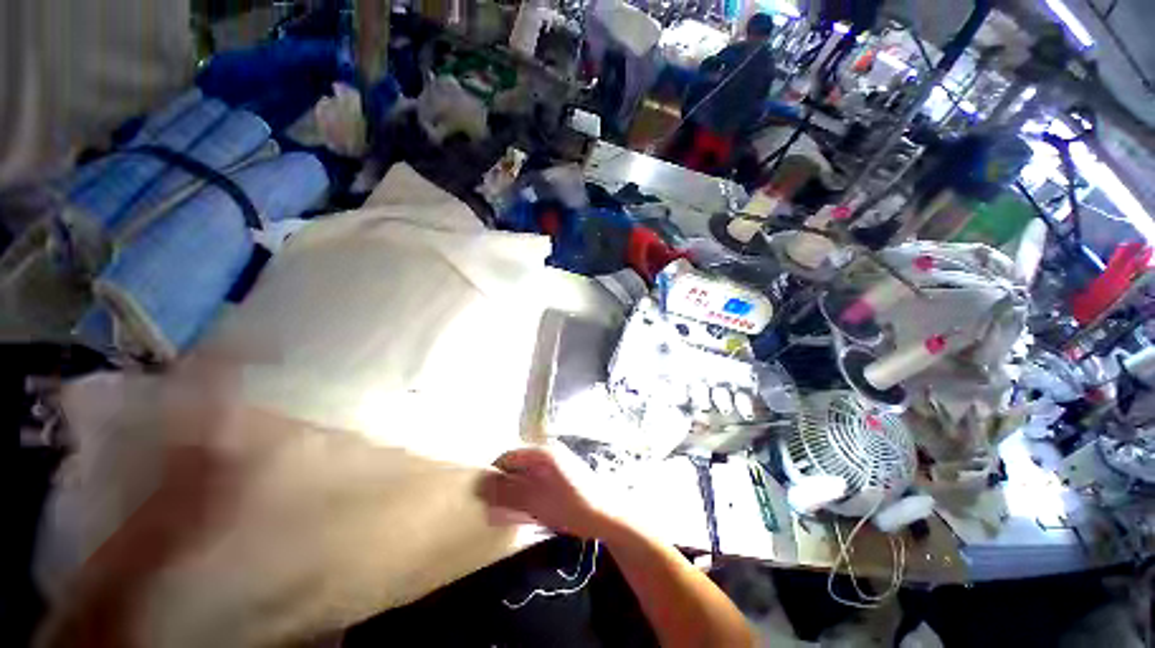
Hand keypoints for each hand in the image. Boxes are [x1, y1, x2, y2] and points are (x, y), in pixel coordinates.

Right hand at [476, 447, 610, 538]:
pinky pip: (536, 485)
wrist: (609, 515)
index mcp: (542, 453)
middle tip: (492, 509)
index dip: (493, 475)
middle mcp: (548, 455)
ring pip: (525, 477)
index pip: (508, 457)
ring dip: (514, 494)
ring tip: (505, 515)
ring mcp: (556, 466)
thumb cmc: (572, 505)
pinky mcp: (561, 479)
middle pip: (516, 466)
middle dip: (502, 486)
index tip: (482, 497)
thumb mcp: (536, 501)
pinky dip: (526, 497)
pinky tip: (524, 514)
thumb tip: (478, 486)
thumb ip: (507, 493)